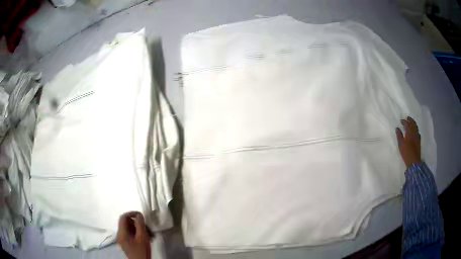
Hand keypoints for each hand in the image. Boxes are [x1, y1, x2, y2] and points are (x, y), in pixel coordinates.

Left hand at [117, 211, 150, 258]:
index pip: (123, 217)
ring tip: (150, 235)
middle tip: (148, 228)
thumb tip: (139, 215)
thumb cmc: (141, 251)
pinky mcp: (127, 244)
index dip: (132, 213)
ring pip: (130, 229)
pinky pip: (131, 235)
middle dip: (138, 224)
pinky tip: (147, 238)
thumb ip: (140, 224)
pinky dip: (138, 234)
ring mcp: (123, 240)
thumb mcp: (142, 237)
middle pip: (127, 223)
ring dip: (140, 229)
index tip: (141, 215)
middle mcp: (120, 235)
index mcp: (122, 232)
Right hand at [396, 116, 421, 167]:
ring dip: (413, 124)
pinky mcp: (419, 141)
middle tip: (407, 118)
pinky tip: (414, 131)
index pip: (407, 124)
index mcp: (410, 132)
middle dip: (410, 120)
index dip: (404, 121)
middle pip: (413, 123)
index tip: (401, 121)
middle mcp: (414, 132)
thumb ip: (399, 135)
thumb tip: (397, 128)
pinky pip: (417, 132)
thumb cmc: (406, 153)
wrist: (414, 162)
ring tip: (410, 123)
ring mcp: (417, 136)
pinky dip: (415, 129)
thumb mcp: (401, 144)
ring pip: (416, 127)